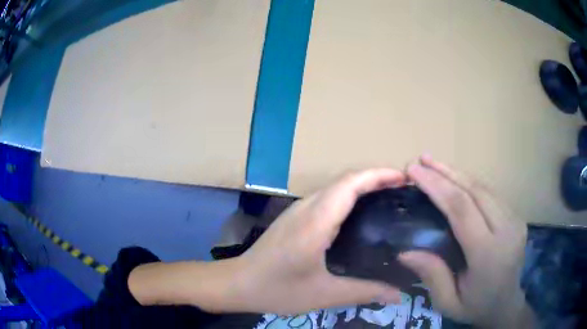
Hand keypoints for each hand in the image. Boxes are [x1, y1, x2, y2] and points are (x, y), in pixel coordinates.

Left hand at [234, 169, 405, 314]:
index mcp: (315, 222)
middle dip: (376, 177)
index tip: (404, 178)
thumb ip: (365, 292)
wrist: (237, 283)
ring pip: (336, 187)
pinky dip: (349, 196)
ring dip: (363, 185)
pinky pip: (327, 197)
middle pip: (346, 180)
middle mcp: (307, 208)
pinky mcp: (295, 217)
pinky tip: (361, 214)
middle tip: (403, 190)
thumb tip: (398, 296)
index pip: (350, 184)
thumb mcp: (324, 295)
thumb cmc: (277, 289)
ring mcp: (298, 210)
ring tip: (388, 197)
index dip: (379, 175)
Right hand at [399, 156, 534, 326]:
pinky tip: (455, 179)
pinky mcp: (516, 216)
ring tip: (434, 164)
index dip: (437, 187)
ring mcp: (515, 220)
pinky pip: (490, 194)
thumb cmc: (475, 306)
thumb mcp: (448, 302)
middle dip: (445, 172)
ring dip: (457, 173)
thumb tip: (405, 251)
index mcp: (489, 254)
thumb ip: (432, 276)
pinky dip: (470, 183)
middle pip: (474, 191)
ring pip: (484, 187)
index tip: (414, 172)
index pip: (462, 210)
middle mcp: (506, 230)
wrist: (507, 304)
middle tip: (421, 160)